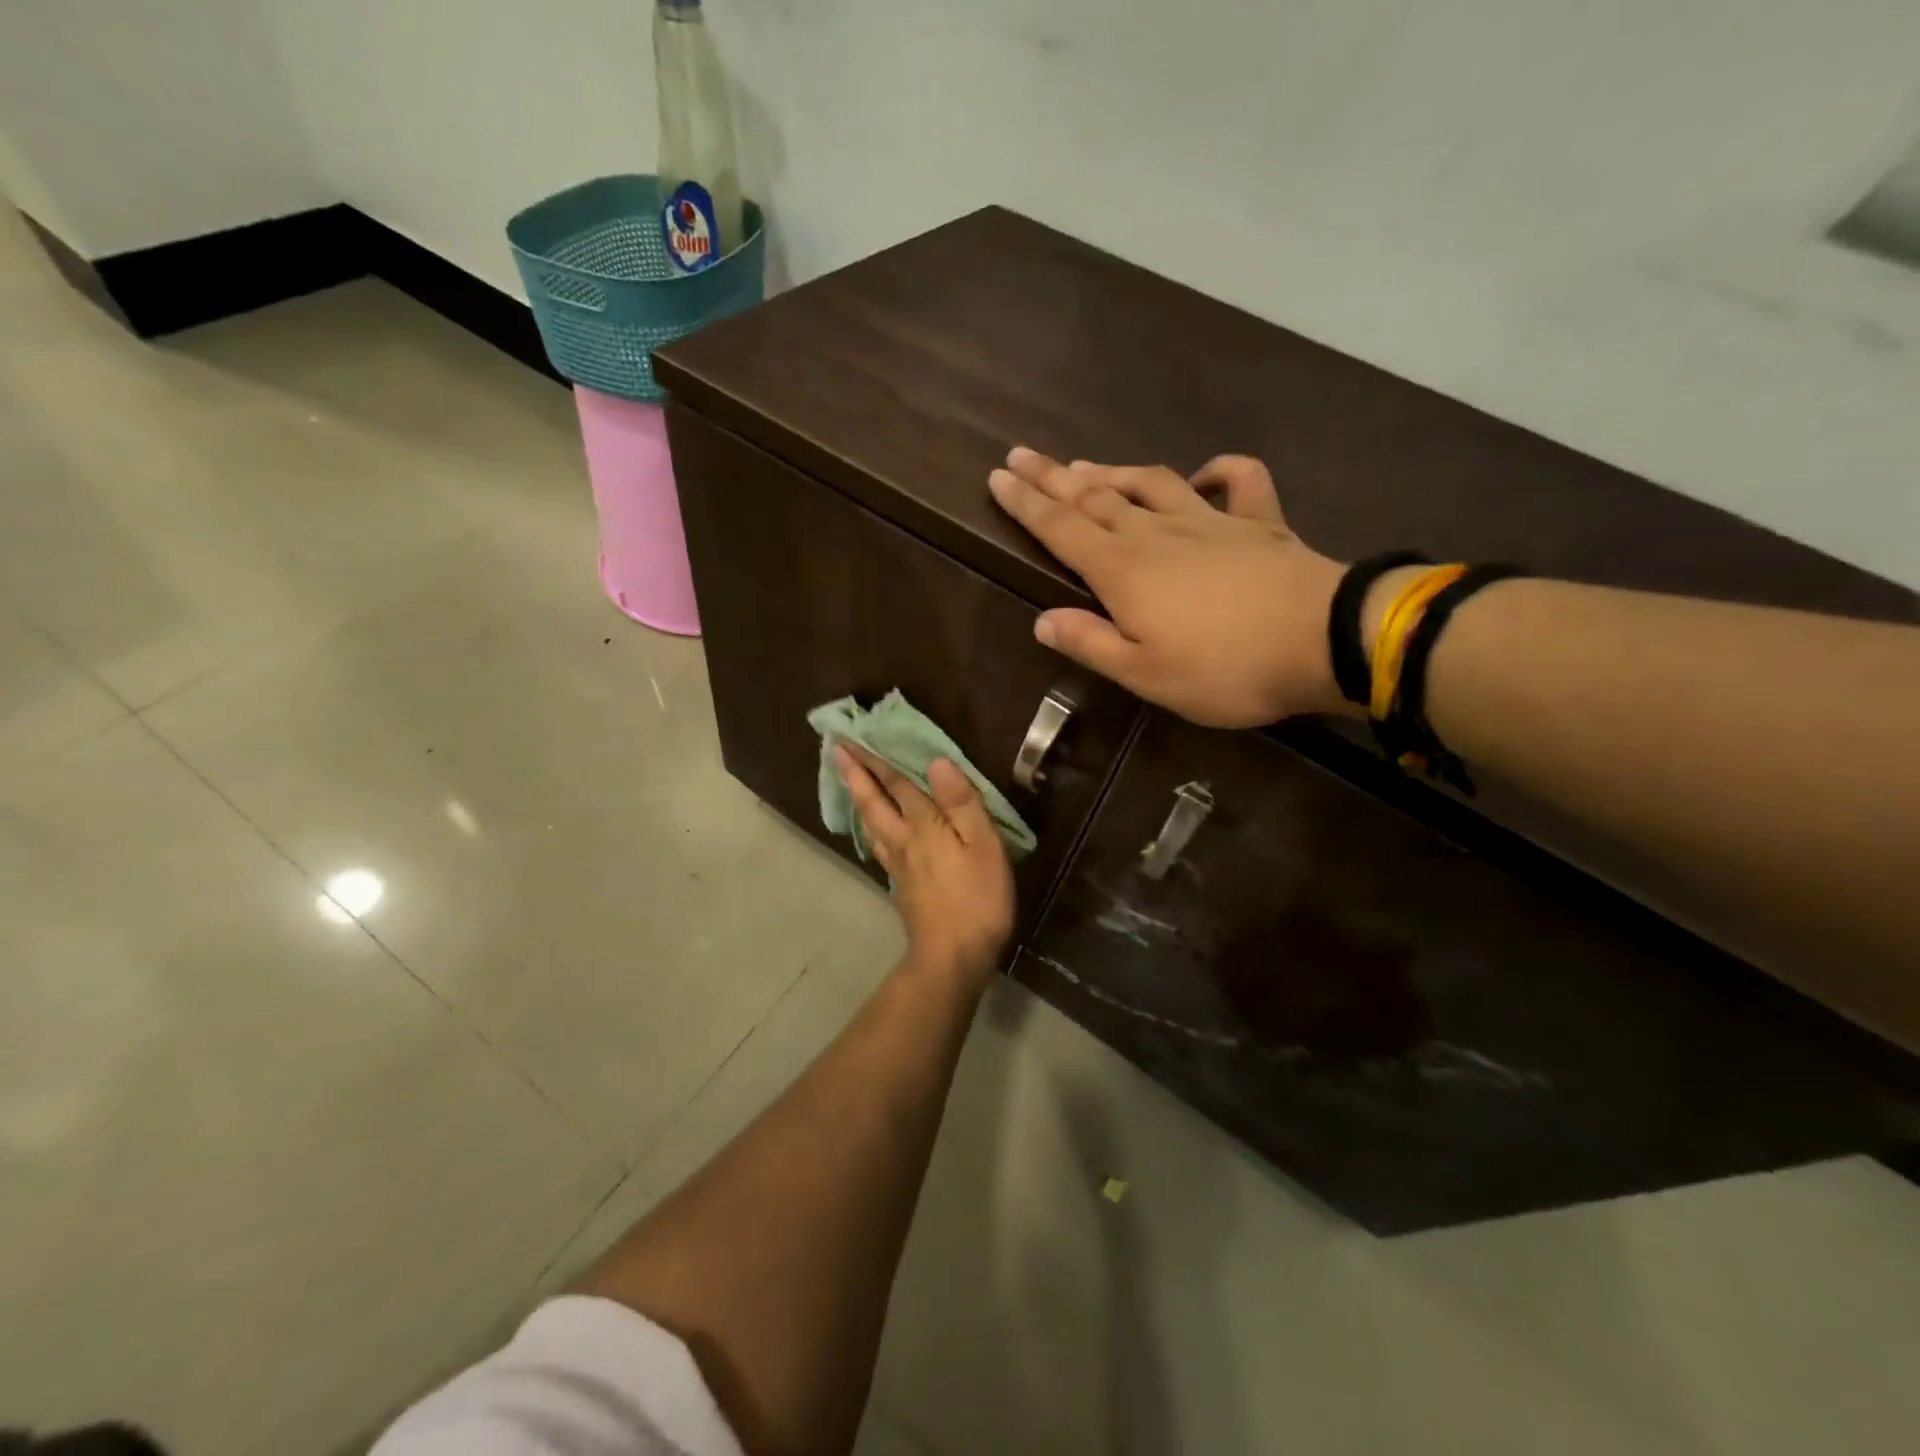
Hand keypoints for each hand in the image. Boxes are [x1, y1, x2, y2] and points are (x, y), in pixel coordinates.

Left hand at [834, 745, 1015, 981]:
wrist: (953, 956)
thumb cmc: (977, 897)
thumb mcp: (983, 845)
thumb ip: (961, 802)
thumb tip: (936, 761)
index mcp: (924, 825)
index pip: (897, 785)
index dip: (875, 760)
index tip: (849, 739)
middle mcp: (904, 840)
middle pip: (873, 802)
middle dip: (855, 774)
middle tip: (836, 751)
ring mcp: (898, 865)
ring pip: (871, 824)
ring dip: (859, 799)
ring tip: (849, 783)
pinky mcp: (901, 886)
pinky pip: (878, 846)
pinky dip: (870, 828)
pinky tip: (873, 832)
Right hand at [988, 448, 1348, 726]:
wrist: (1322, 642)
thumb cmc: (1223, 668)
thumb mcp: (1144, 673)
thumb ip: (1090, 643)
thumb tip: (1043, 621)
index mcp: (1122, 570)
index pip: (1060, 528)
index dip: (1025, 504)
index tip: (998, 477)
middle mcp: (1156, 533)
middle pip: (1095, 497)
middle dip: (1054, 477)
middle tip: (1022, 455)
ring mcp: (1210, 521)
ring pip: (1151, 483)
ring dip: (1113, 472)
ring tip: (1085, 466)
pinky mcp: (1259, 522)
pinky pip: (1238, 483)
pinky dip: (1220, 471)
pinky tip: (1204, 473)